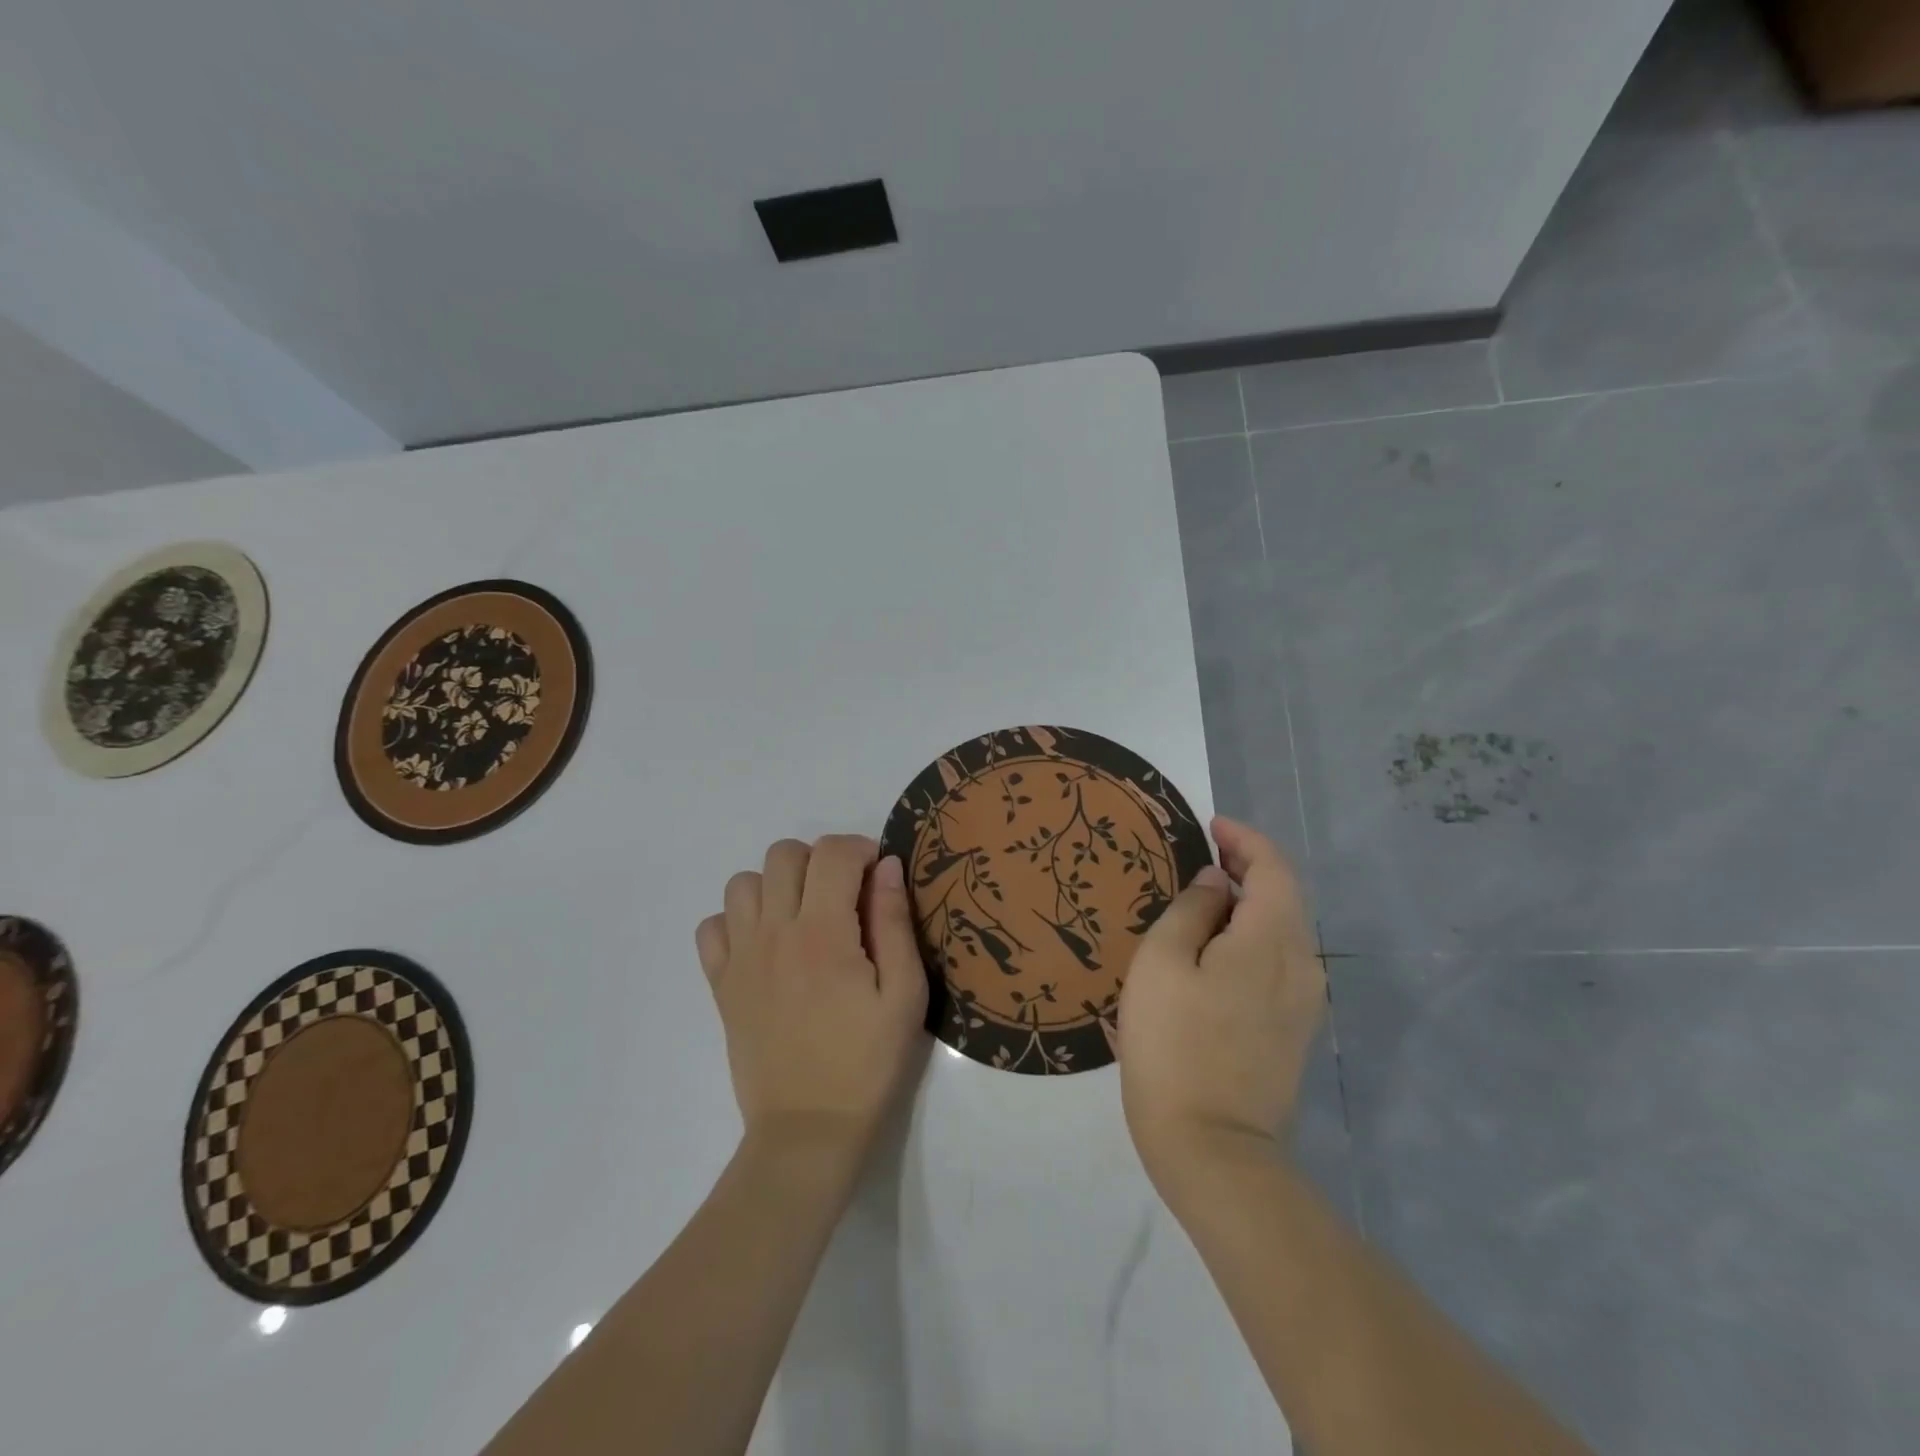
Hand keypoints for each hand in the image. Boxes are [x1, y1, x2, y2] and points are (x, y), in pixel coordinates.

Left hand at [696, 836, 927, 1167]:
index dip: (861, 850)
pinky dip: (737, 920)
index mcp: (822, 933)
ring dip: (776, 885)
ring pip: (742, 882)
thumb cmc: (867, 1063)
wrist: (808, 1131)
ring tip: (803, 916)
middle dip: (819, 859)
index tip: (878, 878)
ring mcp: (740, 958)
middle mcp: (773, 933)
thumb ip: (894, 923)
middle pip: (783, 854)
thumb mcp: (904, 995)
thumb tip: (886, 866)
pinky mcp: (720, 984)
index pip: (833, 853)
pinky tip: (765, 945)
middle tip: (844, 895)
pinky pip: (712, 926)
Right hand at [1118, 816, 1323, 1194]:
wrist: (1212, 1149)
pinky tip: (1213, 948)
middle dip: (1247, 868)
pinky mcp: (1293, 1030)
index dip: (1245, 839)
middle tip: (1201, 856)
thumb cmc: (1174, 1044)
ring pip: (1281, 931)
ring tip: (1200, 899)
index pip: (1274, 867)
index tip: (1210, 826)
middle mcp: (1302, 964)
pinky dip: (1250, 937)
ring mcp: (1303, 1002)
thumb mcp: (1163, 962)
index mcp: (1272, 940)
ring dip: (1247, 904)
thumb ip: (1192, 909)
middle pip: (1283, 897)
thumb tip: (1217, 884)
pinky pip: (1276, 962)